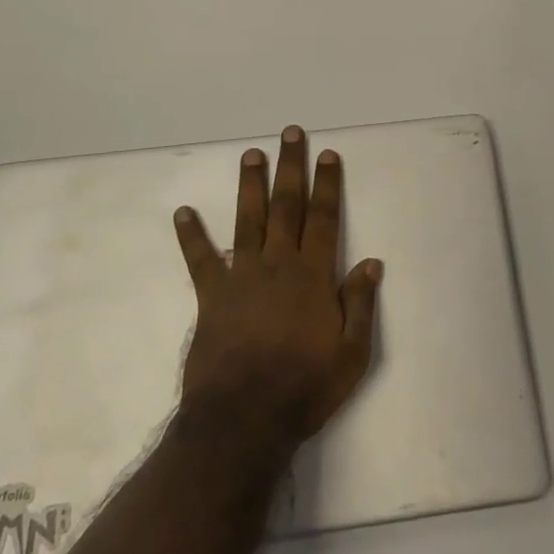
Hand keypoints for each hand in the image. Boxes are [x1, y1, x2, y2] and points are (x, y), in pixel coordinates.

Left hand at [173, 126, 382, 451]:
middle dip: (291, 167)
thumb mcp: (351, 354)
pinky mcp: (212, 296)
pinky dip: (191, 235)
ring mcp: (242, 277)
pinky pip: (200, 260)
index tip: (328, 155)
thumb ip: (361, 304)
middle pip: (286, 206)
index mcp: (313, 275)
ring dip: (250, 185)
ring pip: (248, 220)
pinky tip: (182, 212)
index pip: (323, 218)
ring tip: (251, 154)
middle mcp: (279, 264)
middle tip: (290, 133)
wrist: (244, 420)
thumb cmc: (304, 387)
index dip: (327, 184)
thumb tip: (371, 262)